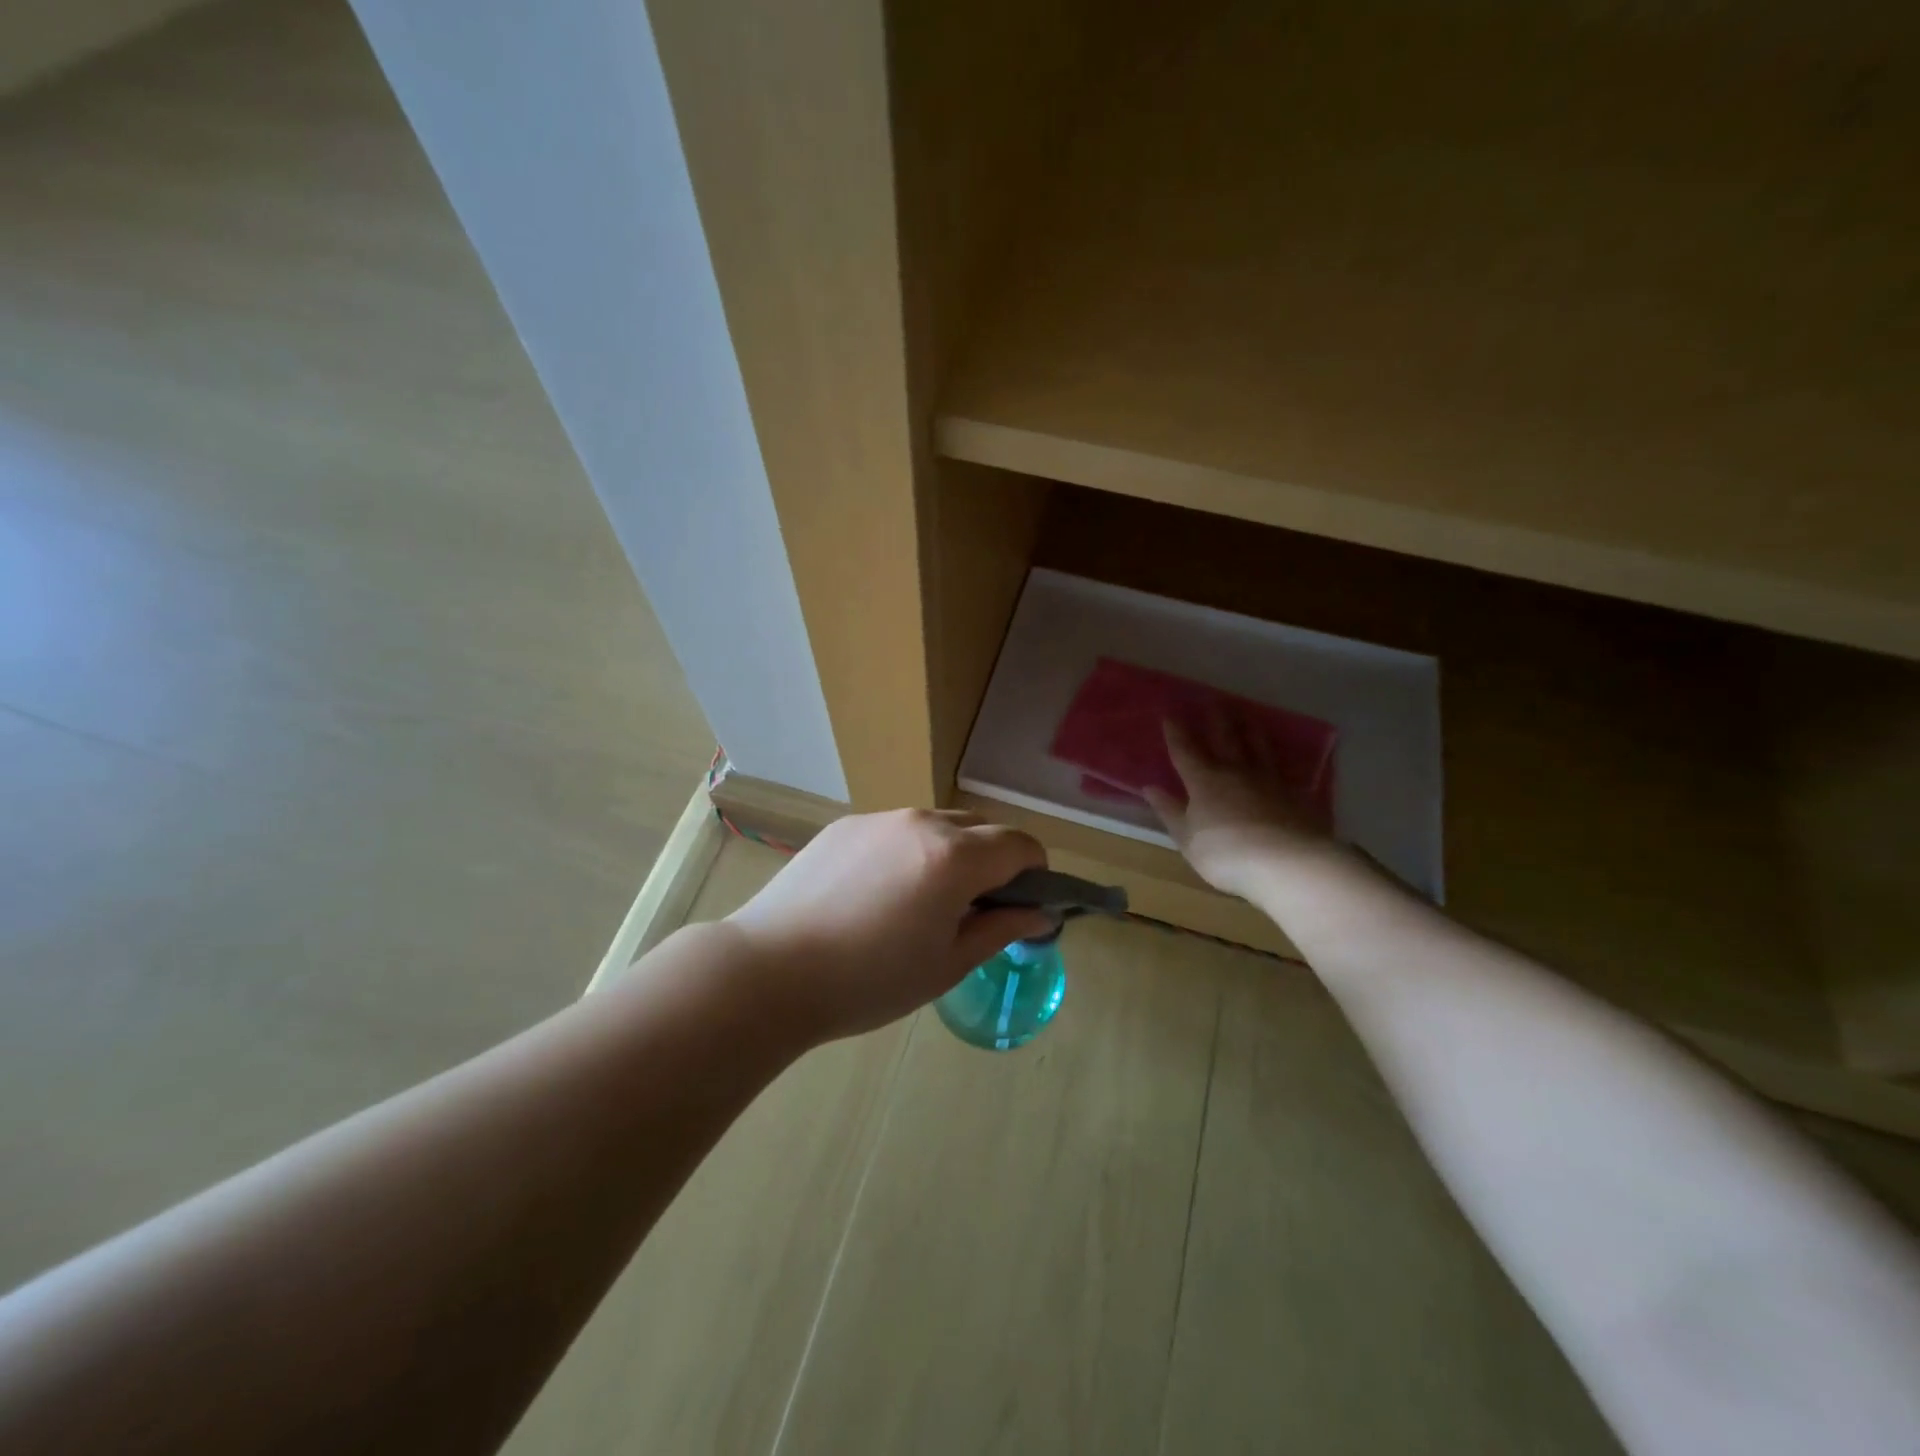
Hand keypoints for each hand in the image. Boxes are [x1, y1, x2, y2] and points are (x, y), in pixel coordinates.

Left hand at [726, 810, 1051, 1042]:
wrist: (770, 971)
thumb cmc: (869, 981)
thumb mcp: (946, 964)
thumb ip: (1000, 930)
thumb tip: (1039, 914)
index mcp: (954, 856)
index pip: (1020, 844)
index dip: (1034, 873)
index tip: (1023, 905)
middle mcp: (921, 822)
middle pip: (981, 828)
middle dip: (994, 861)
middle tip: (973, 910)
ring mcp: (879, 819)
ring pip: (937, 825)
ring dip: (950, 853)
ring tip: (920, 903)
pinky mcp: (844, 825)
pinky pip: (896, 830)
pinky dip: (908, 851)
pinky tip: (876, 895)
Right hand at [1143, 712, 1340, 900]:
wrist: (1288, 863)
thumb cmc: (1226, 853)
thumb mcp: (1187, 838)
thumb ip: (1170, 811)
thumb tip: (1150, 788)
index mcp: (1204, 781)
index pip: (1185, 750)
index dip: (1176, 732)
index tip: (1170, 714)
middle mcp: (1236, 772)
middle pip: (1225, 738)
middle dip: (1216, 719)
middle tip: (1214, 699)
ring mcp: (1269, 781)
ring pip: (1257, 747)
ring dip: (1250, 729)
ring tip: (1247, 715)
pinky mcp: (1295, 794)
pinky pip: (1282, 769)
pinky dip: (1277, 760)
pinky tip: (1280, 759)